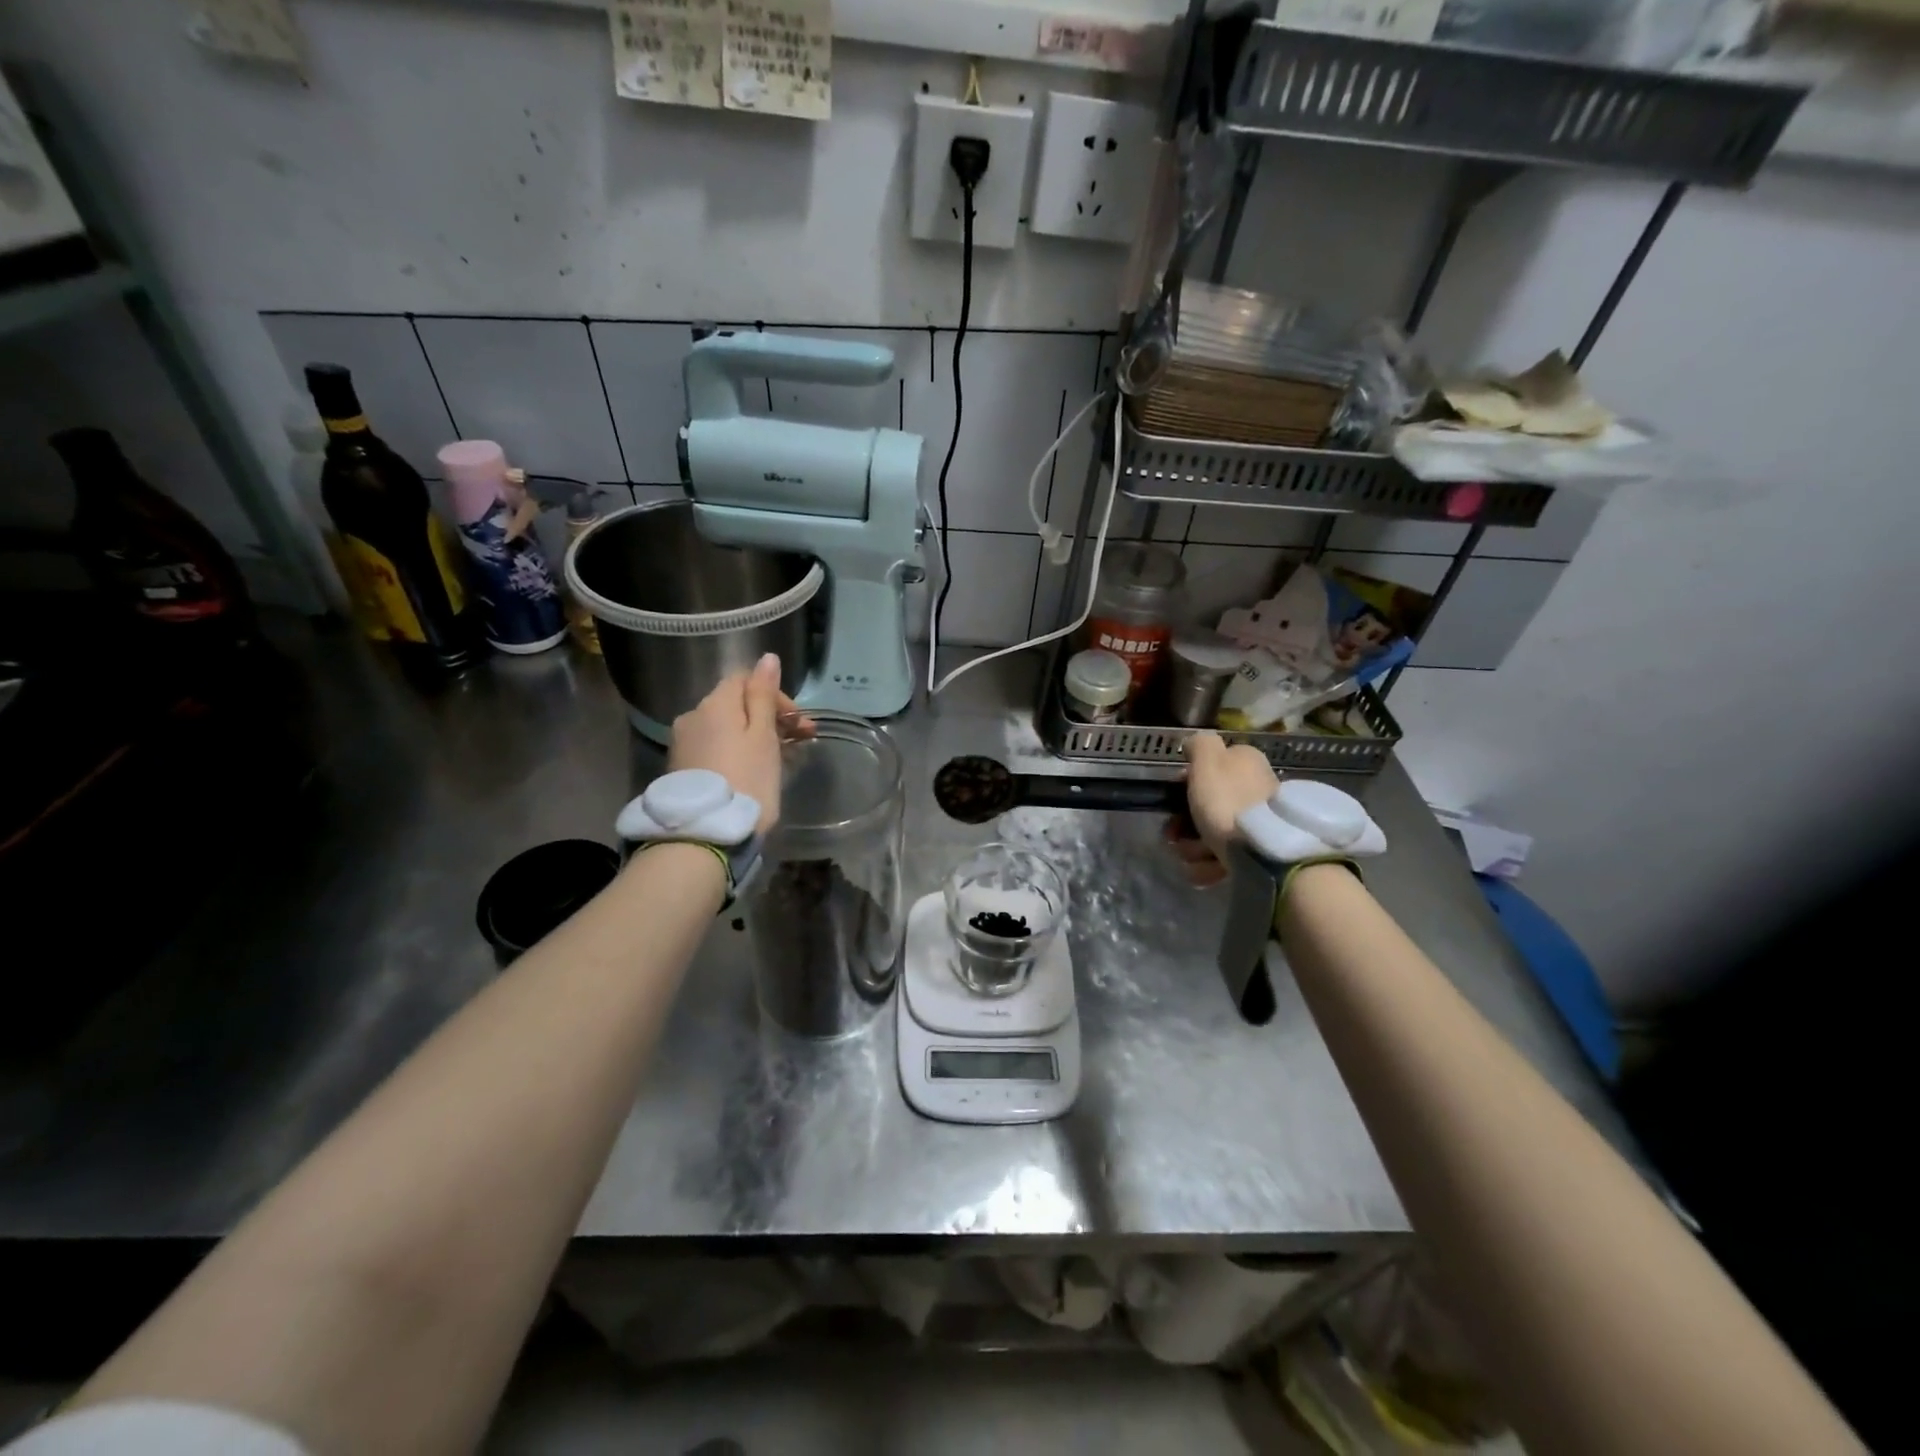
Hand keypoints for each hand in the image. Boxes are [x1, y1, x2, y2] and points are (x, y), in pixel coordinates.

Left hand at [667, 653, 813, 833]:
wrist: (706, 833)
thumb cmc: (746, 779)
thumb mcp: (763, 735)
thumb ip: (764, 695)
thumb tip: (767, 658)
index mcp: (714, 703)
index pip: (745, 679)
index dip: (775, 694)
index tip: (798, 720)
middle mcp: (693, 716)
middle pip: (736, 705)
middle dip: (771, 716)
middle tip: (804, 739)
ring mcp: (684, 743)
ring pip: (728, 727)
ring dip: (757, 734)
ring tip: (785, 757)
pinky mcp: (683, 768)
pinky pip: (717, 747)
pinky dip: (739, 750)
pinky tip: (757, 768)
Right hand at [1165, 731, 1279, 887]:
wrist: (1264, 850)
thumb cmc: (1228, 801)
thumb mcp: (1208, 762)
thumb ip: (1200, 745)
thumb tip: (1194, 743)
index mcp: (1244, 761)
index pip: (1208, 766)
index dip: (1185, 782)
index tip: (1173, 798)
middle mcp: (1254, 786)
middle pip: (1206, 802)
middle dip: (1184, 822)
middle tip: (1173, 835)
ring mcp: (1258, 821)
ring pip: (1211, 831)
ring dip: (1192, 847)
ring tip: (1191, 857)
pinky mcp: (1258, 850)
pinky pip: (1224, 856)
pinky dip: (1209, 865)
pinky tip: (1203, 871)